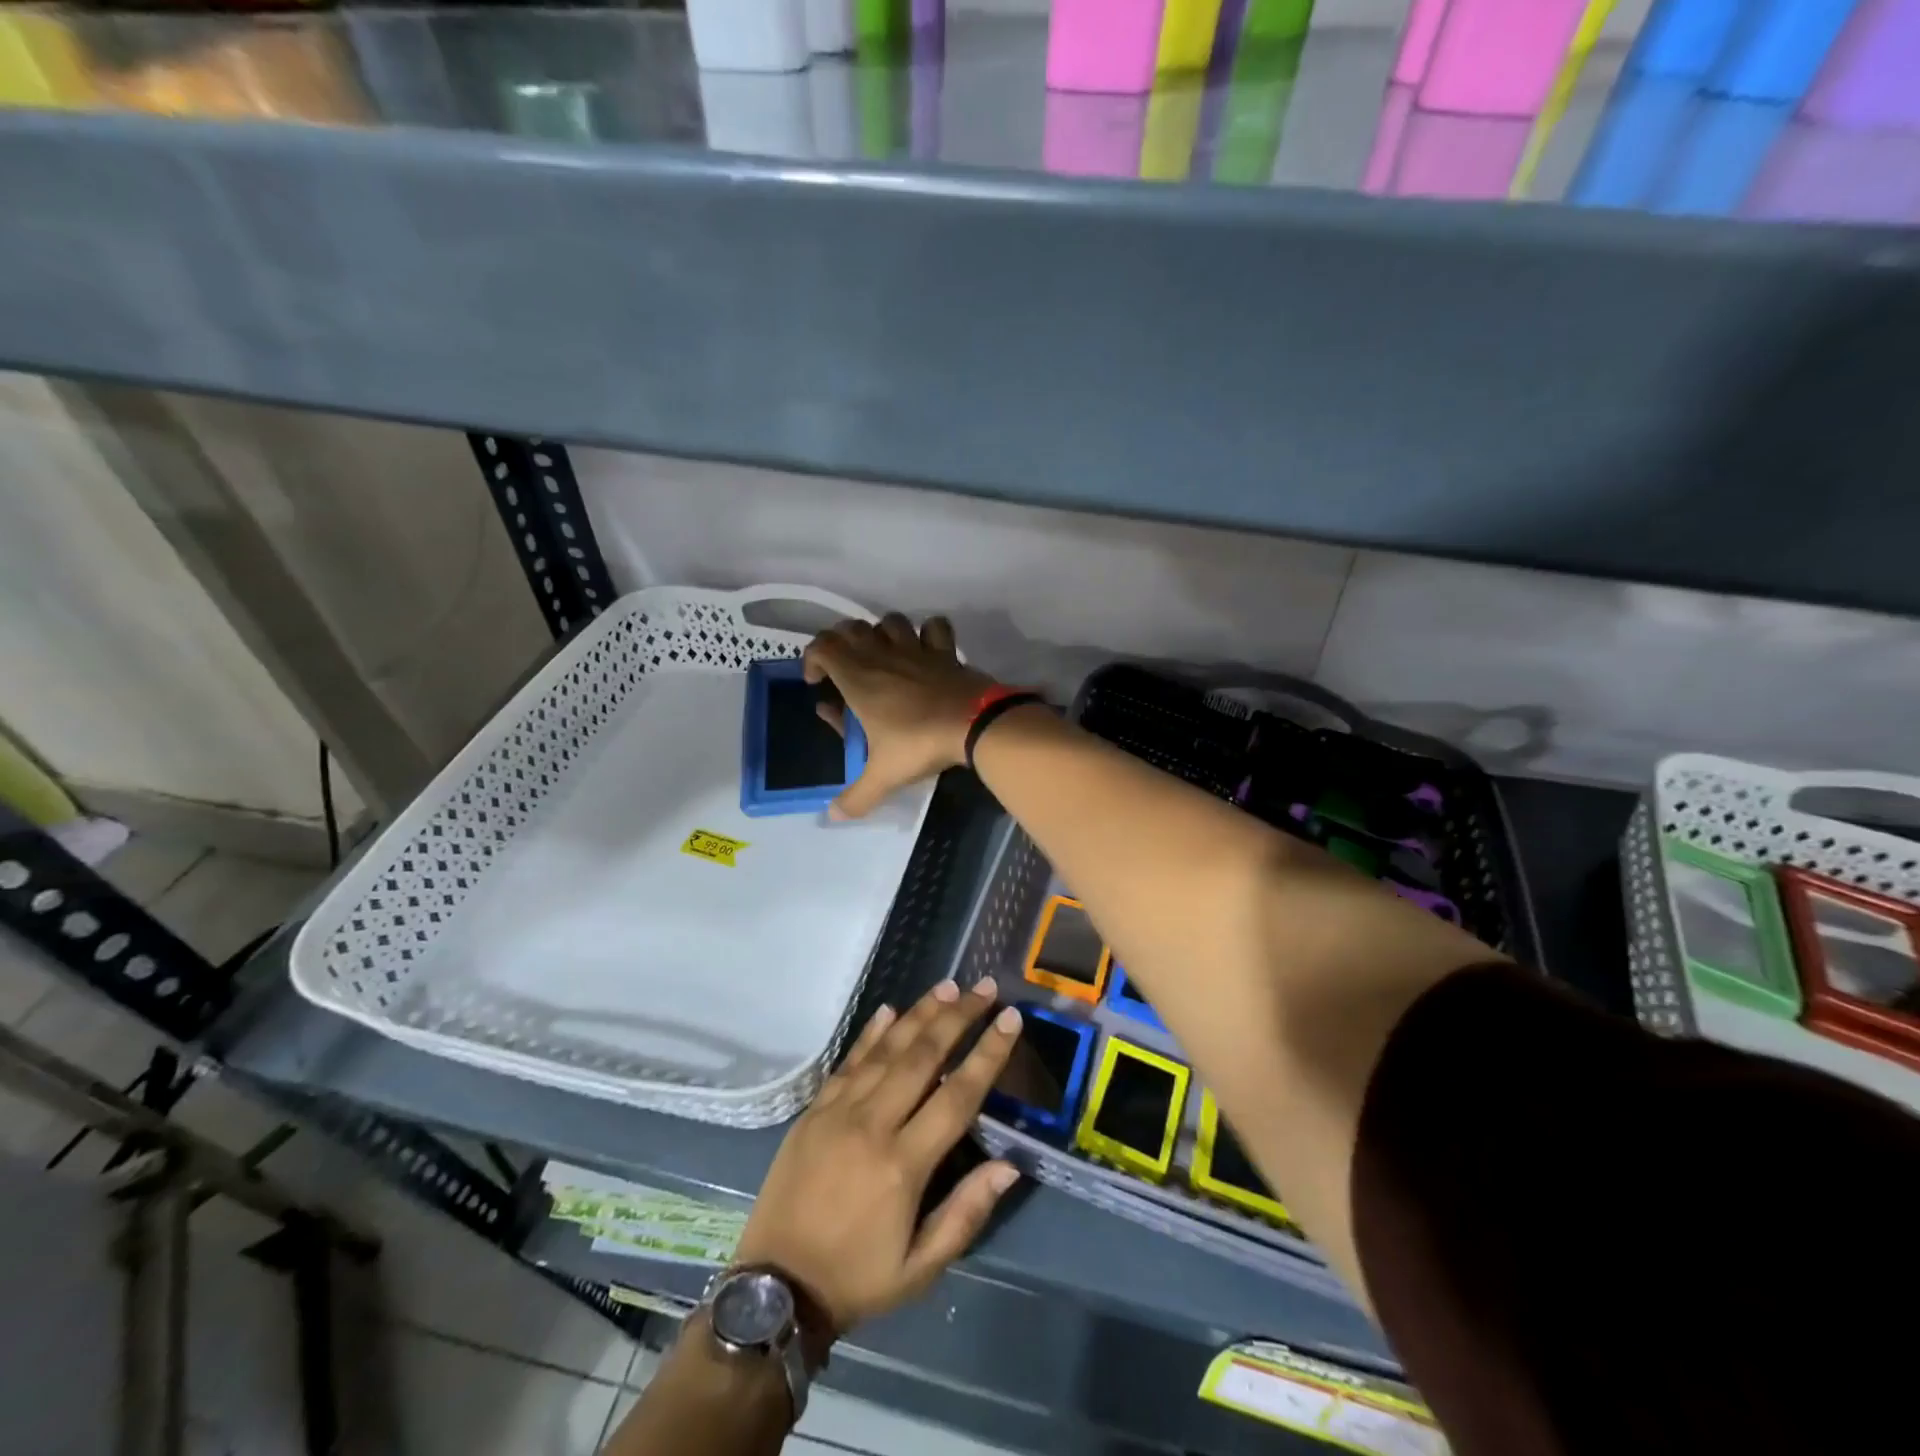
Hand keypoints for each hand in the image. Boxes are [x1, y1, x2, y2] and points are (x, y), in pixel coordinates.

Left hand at [733, 979, 1022, 1353]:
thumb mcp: (920, 1268)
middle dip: (958, 1017)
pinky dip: (871, 1033)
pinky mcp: (813, 1110)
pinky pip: (848, 1061)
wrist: (774, 1287)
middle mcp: (872, 1124)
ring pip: (886, 1049)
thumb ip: (966, 1213)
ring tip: (948, 986)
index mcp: (904, 1165)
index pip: (957, 1095)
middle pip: (922, 1057)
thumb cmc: (856, 1279)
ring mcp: (838, 1111)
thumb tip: (1009, 1165)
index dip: (987, 1054)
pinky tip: (889, 1009)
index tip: (1010, 1019)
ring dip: (919, 1014)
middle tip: (984, 988)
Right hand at [803, 614, 996, 819]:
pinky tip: (926, 647)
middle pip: (852, 628)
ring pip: (890, 621)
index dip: (812, 657)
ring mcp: (916, 649)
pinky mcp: (945, 652)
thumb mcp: (883, 776)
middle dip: (841, 642)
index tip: (816, 682)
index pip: (823, 646)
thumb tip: (832, 817)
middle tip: (843, 668)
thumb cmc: (919, 743)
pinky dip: (928, 631)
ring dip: (881, 631)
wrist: (973, 724)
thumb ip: (856, 797)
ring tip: (882, 654)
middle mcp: (883, 656)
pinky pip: (935, 626)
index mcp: (858, 678)